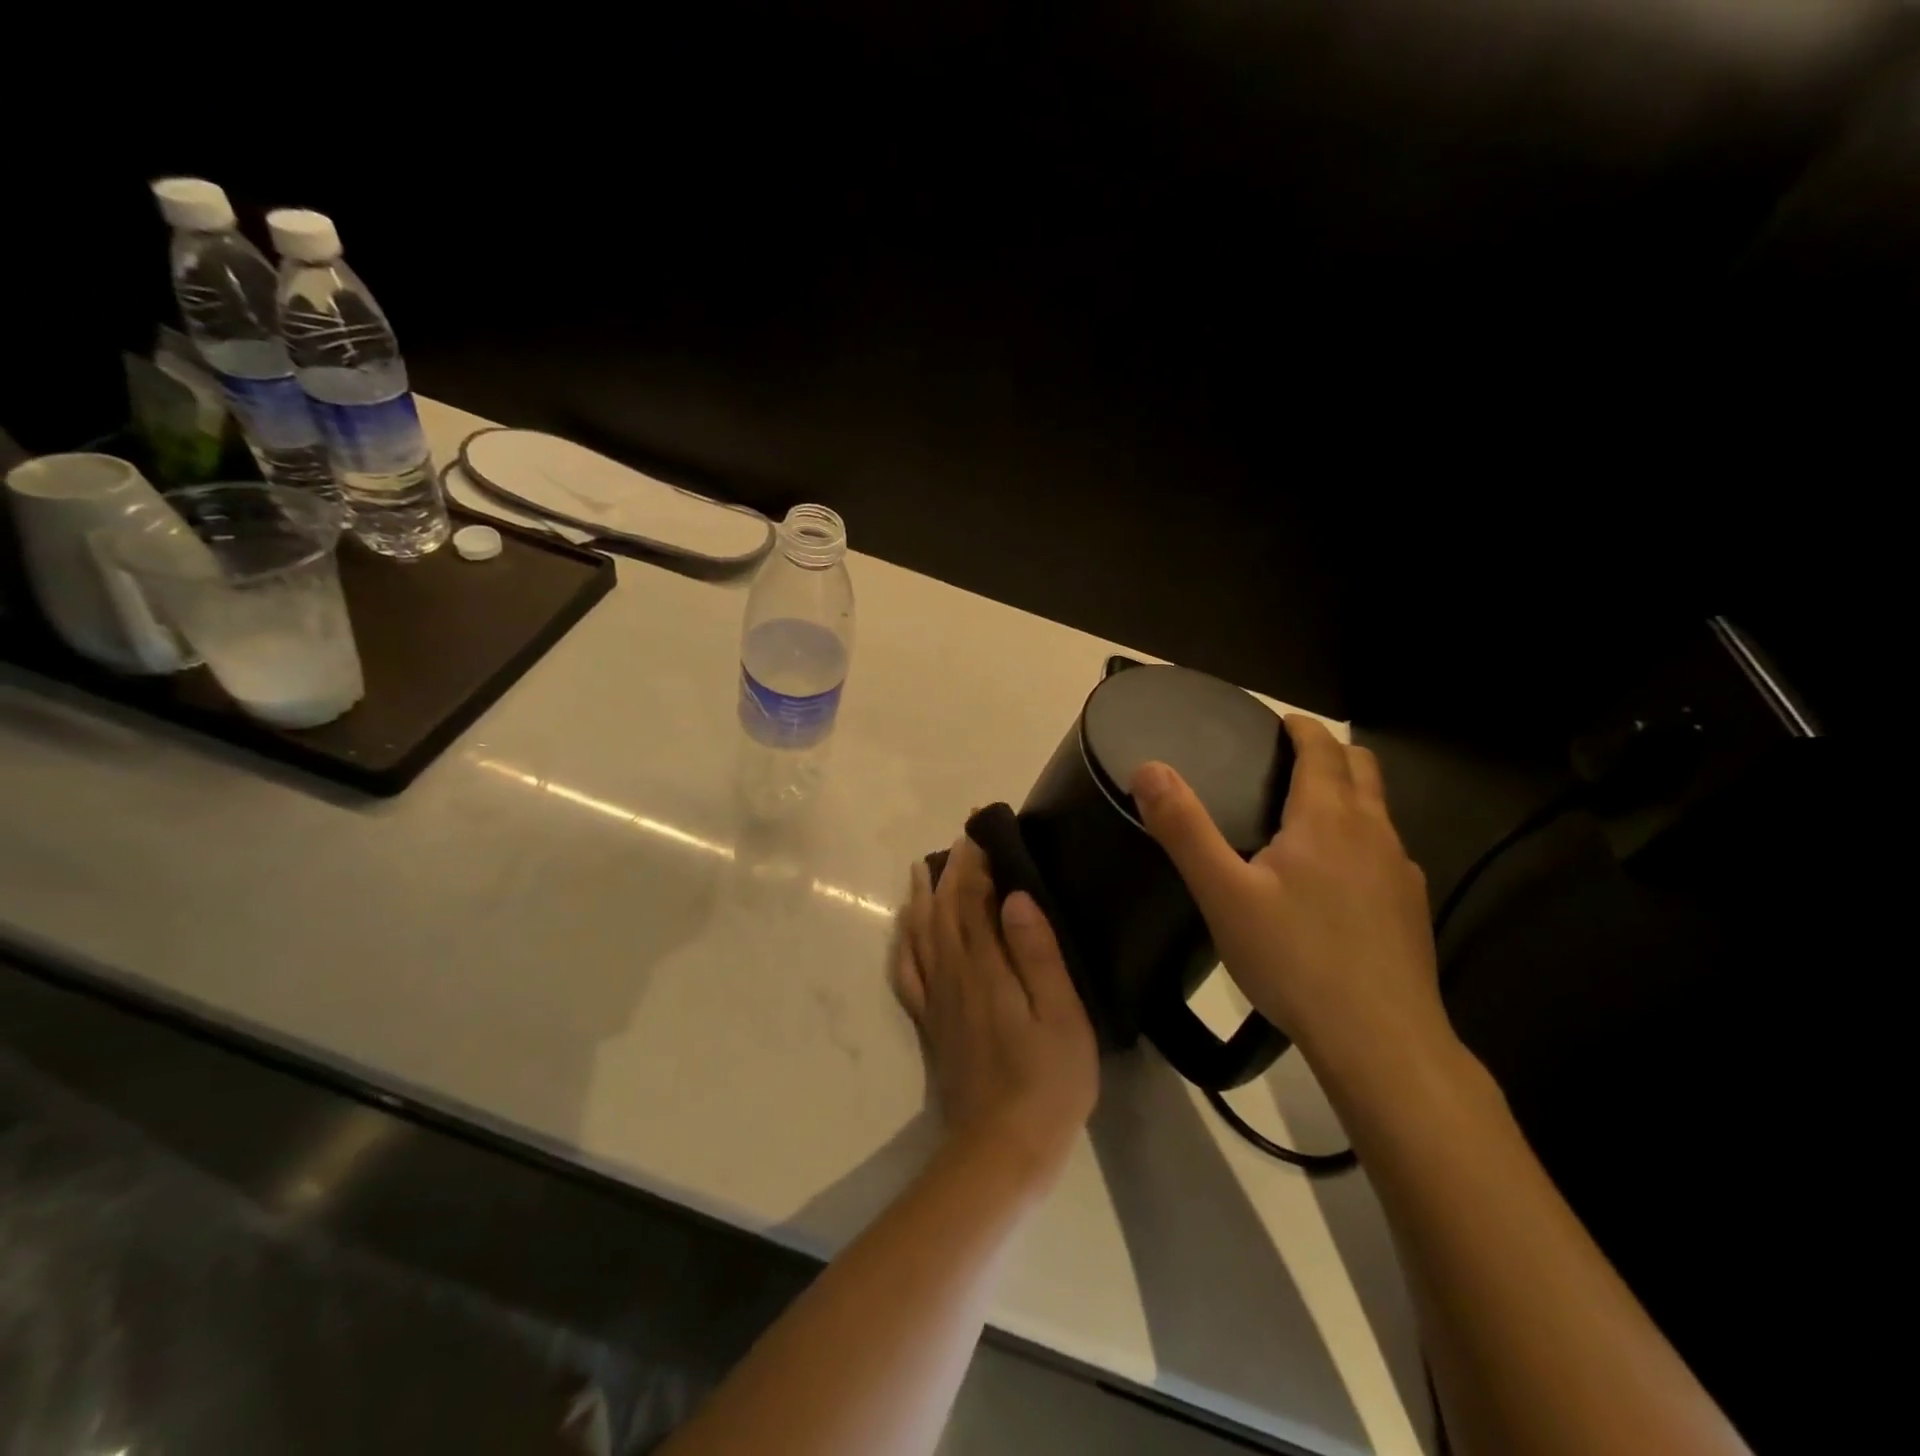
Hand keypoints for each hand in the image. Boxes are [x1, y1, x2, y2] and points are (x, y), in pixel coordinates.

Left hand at [894, 834, 1098, 1184]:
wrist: (1001, 1149)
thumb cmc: (1047, 1081)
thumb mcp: (1062, 1016)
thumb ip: (1038, 953)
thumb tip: (1016, 896)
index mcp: (986, 966)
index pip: (972, 898)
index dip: (973, 861)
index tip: (979, 829)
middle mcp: (954, 973)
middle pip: (943, 909)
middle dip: (950, 869)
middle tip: (960, 838)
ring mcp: (937, 999)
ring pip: (921, 933)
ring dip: (921, 896)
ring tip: (923, 868)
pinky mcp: (931, 1022)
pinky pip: (907, 972)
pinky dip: (904, 942)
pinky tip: (905, 930)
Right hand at [1130, 715, 1451, 1089]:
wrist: (1381, 1041)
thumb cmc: (1295, 959)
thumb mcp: (1223, 894)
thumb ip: (1184, 828)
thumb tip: (1149, 769)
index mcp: (1327, 818)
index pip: (1322, 748)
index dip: (1300, 728)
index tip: (1278, 722)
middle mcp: (1373, 833)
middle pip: (1361, 768)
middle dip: (1329, 752)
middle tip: (1287, 759)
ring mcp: (1402, 872)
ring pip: (1378, 810)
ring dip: (1348, 794)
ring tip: (1304, 816)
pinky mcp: (1412, 910)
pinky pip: (1386, 852)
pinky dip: (1361, 840)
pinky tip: (1334, 881)